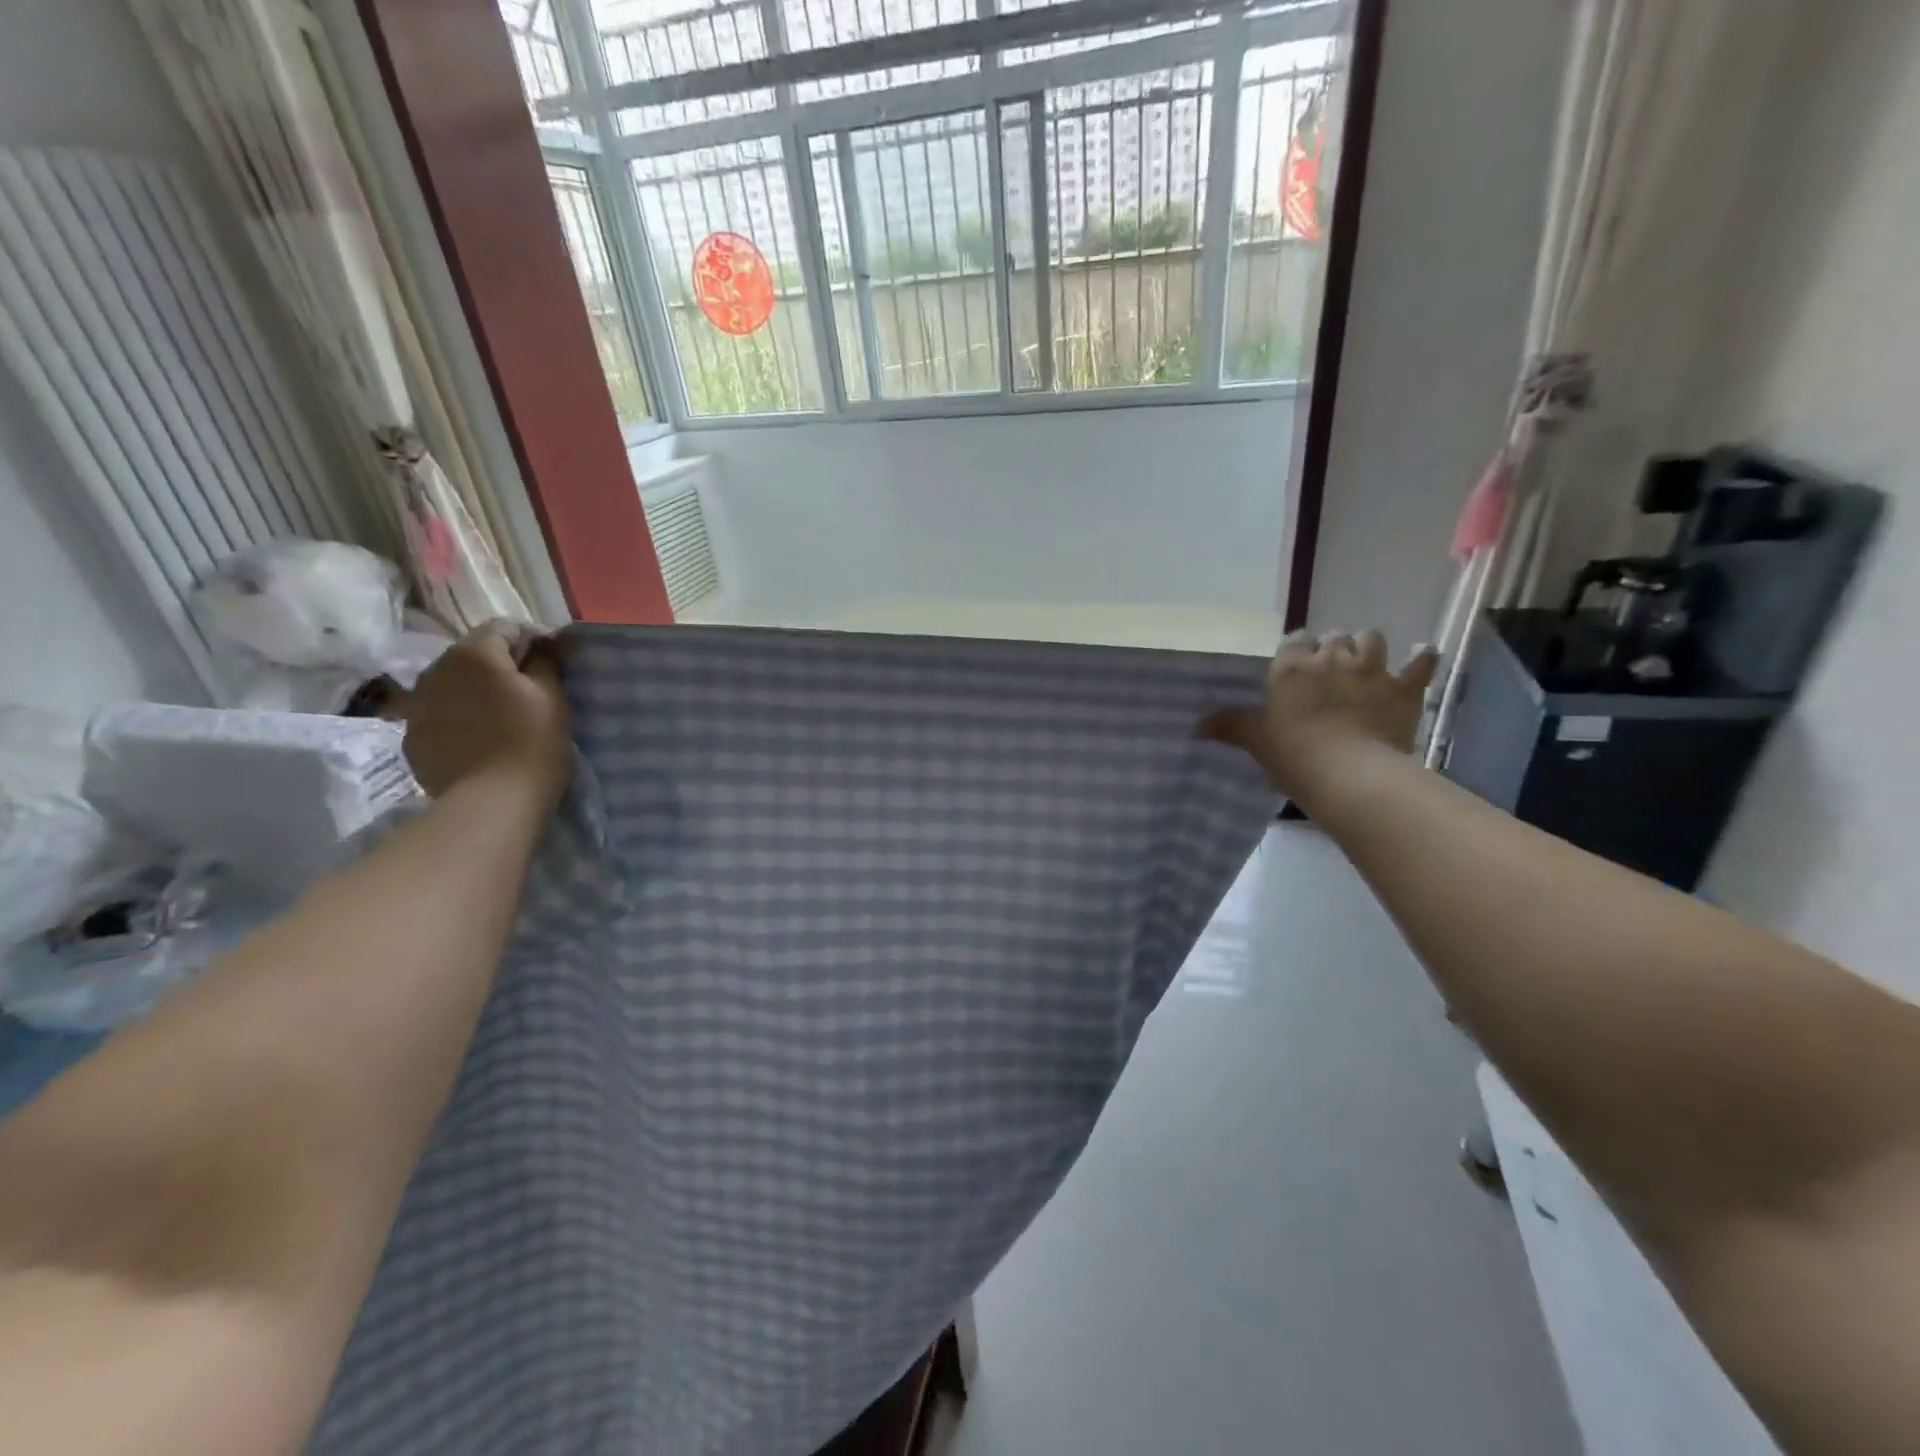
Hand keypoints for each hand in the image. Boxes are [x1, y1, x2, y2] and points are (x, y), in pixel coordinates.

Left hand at [403, 624, 571, 802]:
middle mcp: (436, 669)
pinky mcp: (411, 736)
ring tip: (501, 715)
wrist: (492, 802)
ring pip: (453, 684)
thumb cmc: (532, 743)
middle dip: (500, 665)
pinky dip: (459, 718)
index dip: (532, 640)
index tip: (552, 664)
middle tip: (530, 691)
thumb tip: (542, 641)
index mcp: (474, 653)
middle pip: (473, 654)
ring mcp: (417, 704)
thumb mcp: (553, 696)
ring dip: (476, 691)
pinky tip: (479, 739)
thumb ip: (545, 660)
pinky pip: (440, 714)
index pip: (505, 627)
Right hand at [1203, 629, 1438, 798]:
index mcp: (1292, 668)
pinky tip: (1422, 656)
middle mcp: (1331, 659)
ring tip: (1365, 660)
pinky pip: (1420, 664)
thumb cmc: (1293, 755)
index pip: (1294, 641)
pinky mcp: (1403, 689)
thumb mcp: (1255, 740)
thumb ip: (1228, 727)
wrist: (1349, 774)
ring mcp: (1371, 671)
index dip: (1296, 650)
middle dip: (1332, 646)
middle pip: (1334, 636)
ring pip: (1372, 638)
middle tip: (1329, 668)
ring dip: (1368, 645)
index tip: (1296, 666)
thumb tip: (1195, 727)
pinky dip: (1422, 659)